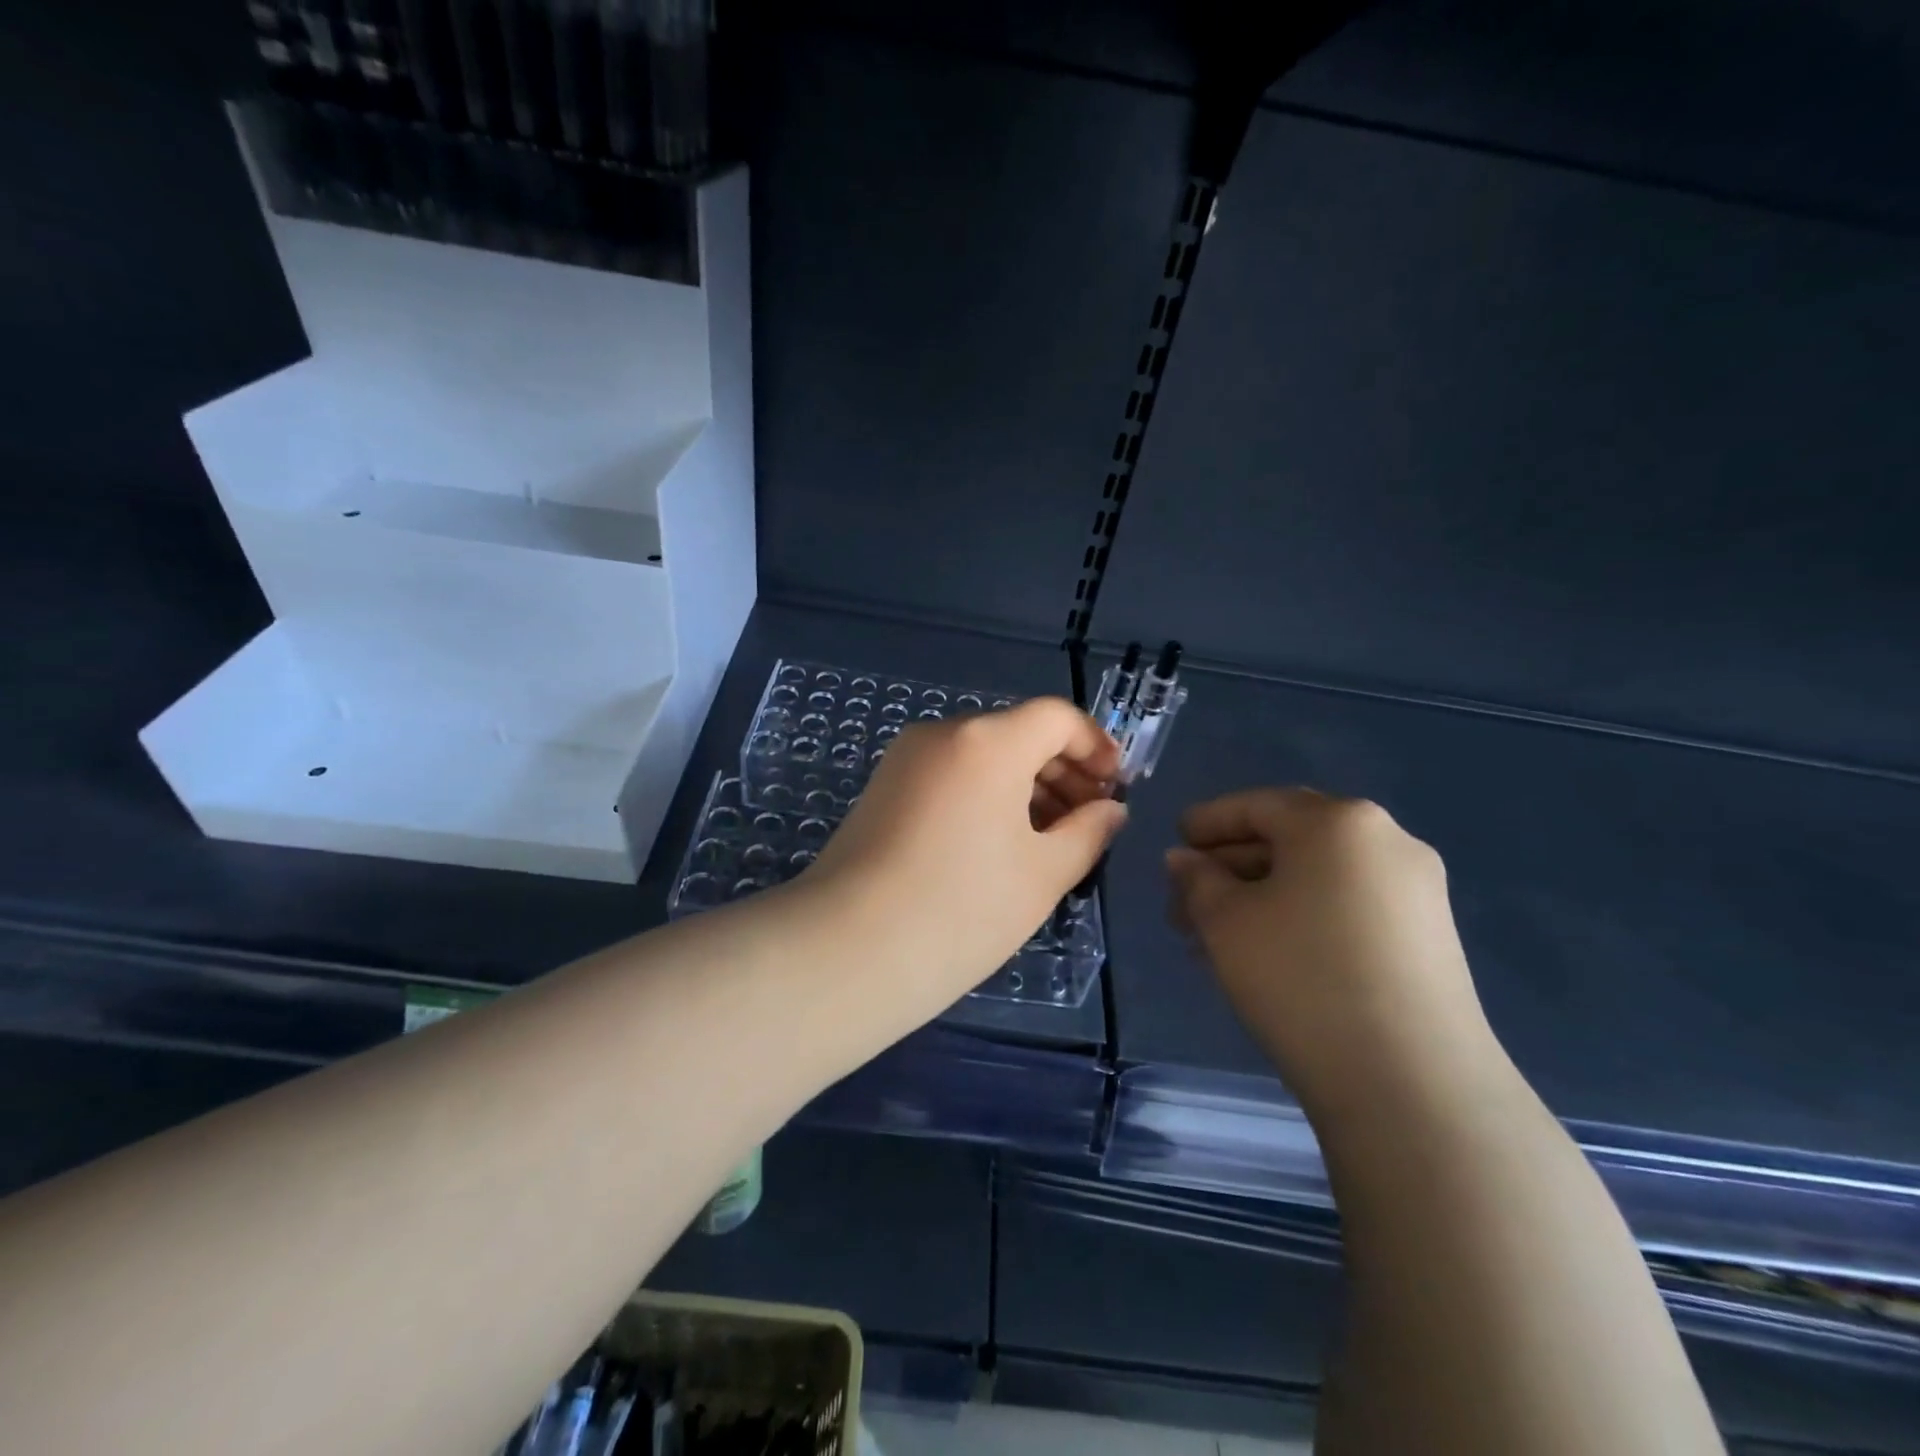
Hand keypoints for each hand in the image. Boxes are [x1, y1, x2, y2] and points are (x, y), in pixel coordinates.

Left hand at [804, 698, 1126, 1017]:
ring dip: (1025, 785)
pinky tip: (1000, 844)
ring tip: (1050, 840)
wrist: (848, 949)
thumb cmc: (962, 909)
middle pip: (1018, 732)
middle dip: (1063, 770)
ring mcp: (906, 759)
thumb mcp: (1044, 873)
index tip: (1116, 788)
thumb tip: (1110, 809)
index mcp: (988, 741)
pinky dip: (986, 794)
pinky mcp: (883, 788)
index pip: (1056, 716)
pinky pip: (951, 774)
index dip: (1096, 746)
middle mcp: (944, 733)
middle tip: (1089, 821)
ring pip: (983, 755)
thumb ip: (1089, 832)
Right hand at [1165, 788, 1501, 1122]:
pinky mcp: (1430, 938)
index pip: (1257, 805)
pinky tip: (1267, 954)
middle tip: (1186, 902)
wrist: (1410, 1083)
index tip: (1175, 842)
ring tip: (1216, 938)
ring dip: (1261, 896)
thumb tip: (1185, 860)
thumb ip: (1197, 879)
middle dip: (1231, 866)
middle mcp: (1387, 841)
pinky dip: (1301, 916)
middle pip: (1290, 838)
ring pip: (1318, 877)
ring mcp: (1417, 891)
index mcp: (1338, 821)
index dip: (1208, 822)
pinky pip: (1348, 906)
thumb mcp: (1224, 921)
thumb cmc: (1300, 978)